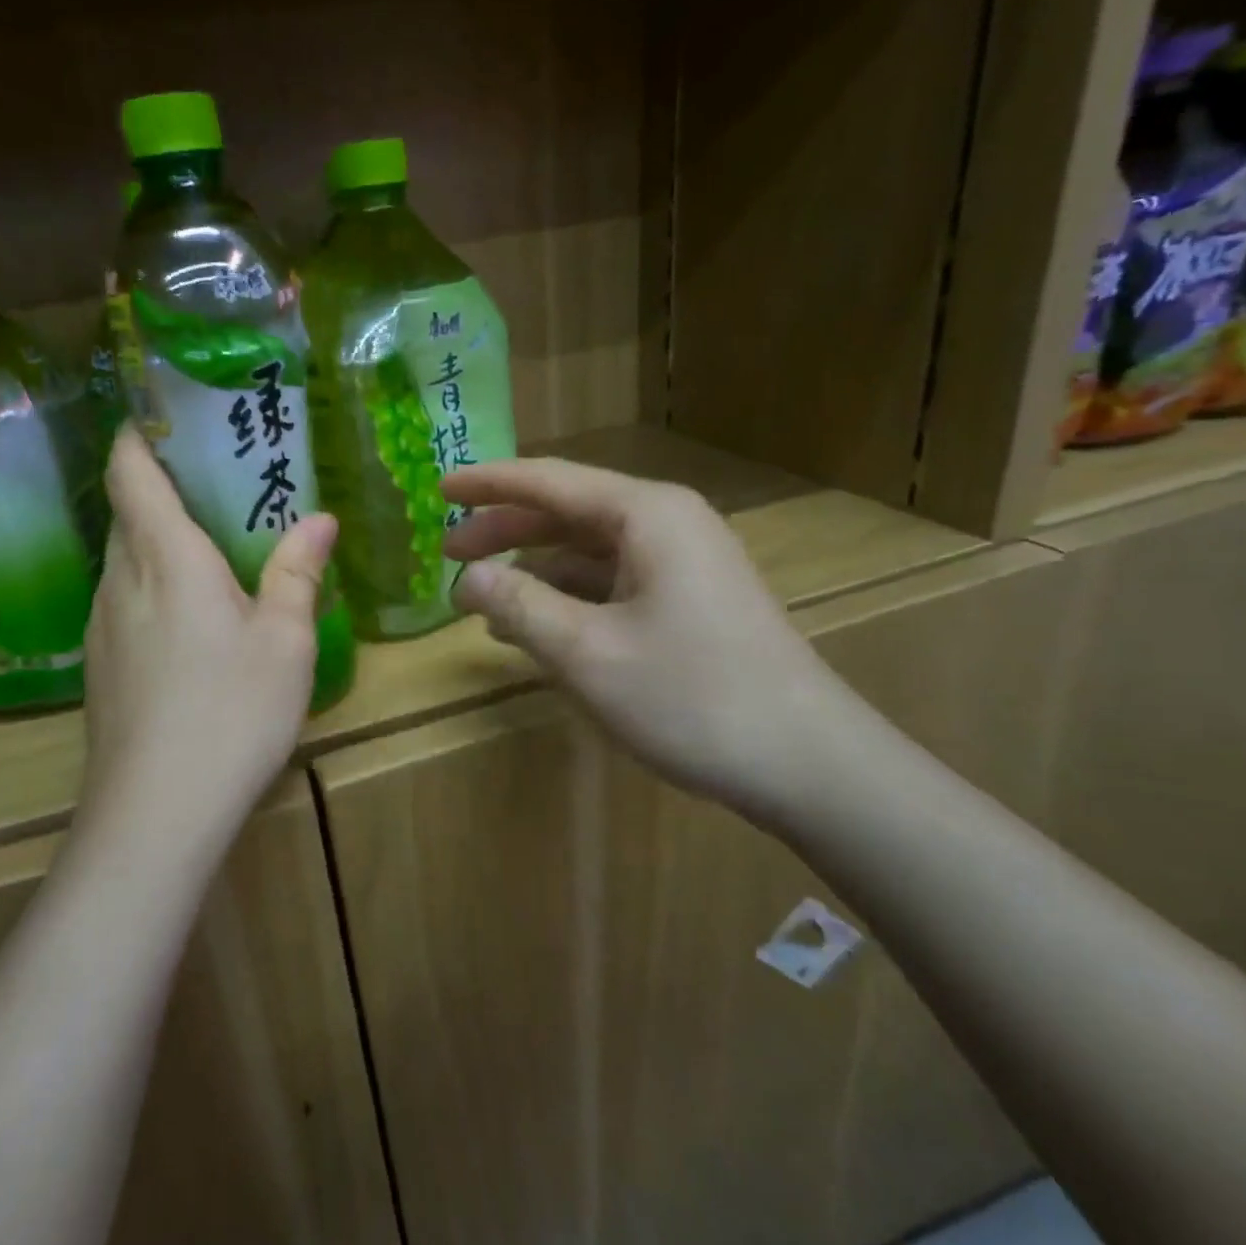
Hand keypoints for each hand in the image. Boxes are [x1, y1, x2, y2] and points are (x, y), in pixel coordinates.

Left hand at [78, 428, 337, 854]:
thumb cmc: (231, 711)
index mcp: (165, 558)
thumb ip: (297, 572)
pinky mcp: (99, 669)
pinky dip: (151, 590)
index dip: (137, 437)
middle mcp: (120, 581)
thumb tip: (319, 519)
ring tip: (208, 553)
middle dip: (158, 491)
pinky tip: (189, 625)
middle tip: (214, 487)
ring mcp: (101, 628)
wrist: (156, 813)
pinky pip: (123, 604)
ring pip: (123, 563)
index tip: (160, 417)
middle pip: (126, 515)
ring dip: (156, 545)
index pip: (131, 473)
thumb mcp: (285, 640)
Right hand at [442, 458, 860, 827]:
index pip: (549, 481)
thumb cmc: (692, 697)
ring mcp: (683, 563)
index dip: (488, 483)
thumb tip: (466, 578)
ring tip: (482, 599)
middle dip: (505, 530)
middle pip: (567, 512)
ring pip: (589, 551)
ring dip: (534, 569)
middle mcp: (667, 524)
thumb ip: (520, 605)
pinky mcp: (689, 600)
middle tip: (448, 552)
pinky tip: (537, 626)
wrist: (807, 763)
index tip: (438, 488)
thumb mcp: (587, 653)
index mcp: (646, 514)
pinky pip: (612, 583)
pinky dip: (568, 597)